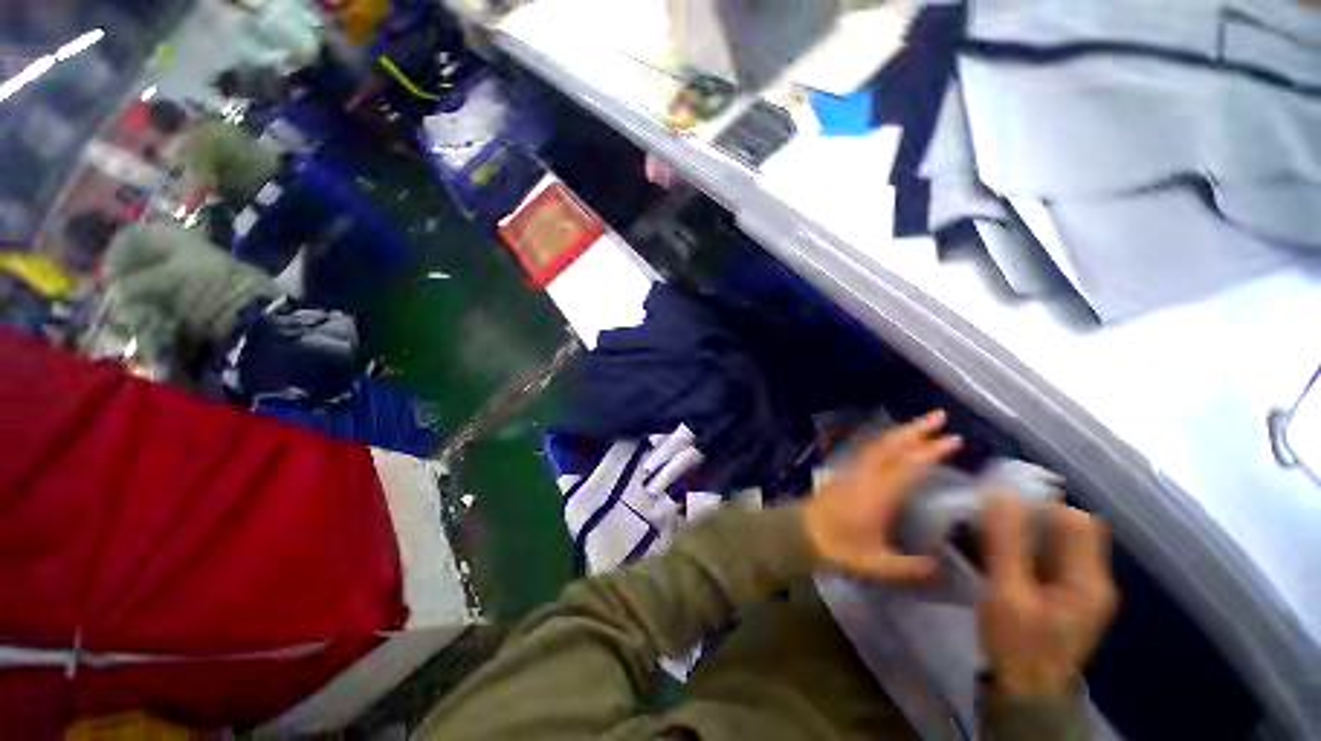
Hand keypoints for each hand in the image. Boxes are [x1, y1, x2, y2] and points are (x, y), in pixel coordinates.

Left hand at [804, 410, 960, 582]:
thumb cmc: (839, 547)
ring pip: (879, 444)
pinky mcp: (846, 469)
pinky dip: (886, 439)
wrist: (804, 531)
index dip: (930, 452)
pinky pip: (869, 448)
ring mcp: (853, 469)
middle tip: (939, 416)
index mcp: (877, 495)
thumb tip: (939, 566)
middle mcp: (865, 475)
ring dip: (901, 431)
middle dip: (916, 430)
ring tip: (923, 423)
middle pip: (891, 446)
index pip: (907, 467)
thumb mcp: (875, 563)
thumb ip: (908, 567)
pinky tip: (895, 438)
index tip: (953, 440)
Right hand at [980, 493, 1118, 698]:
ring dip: (1020, 532)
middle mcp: (1091, 578)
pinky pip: (1042, 558)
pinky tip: (992, 553)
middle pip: (1065, 530)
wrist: (1025, 694)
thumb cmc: (1018, 645)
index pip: (1076, 520)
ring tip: (983, 532)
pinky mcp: (1059, 596)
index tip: (999, 506)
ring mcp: (1076, 589)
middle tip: (987, 518)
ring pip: (1052, 543)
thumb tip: (999, 493)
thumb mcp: (1008, 593)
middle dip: (1027, 518)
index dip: (1039, 507)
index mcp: (1089, 579)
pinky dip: (1019, 549)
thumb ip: (1006, 544)